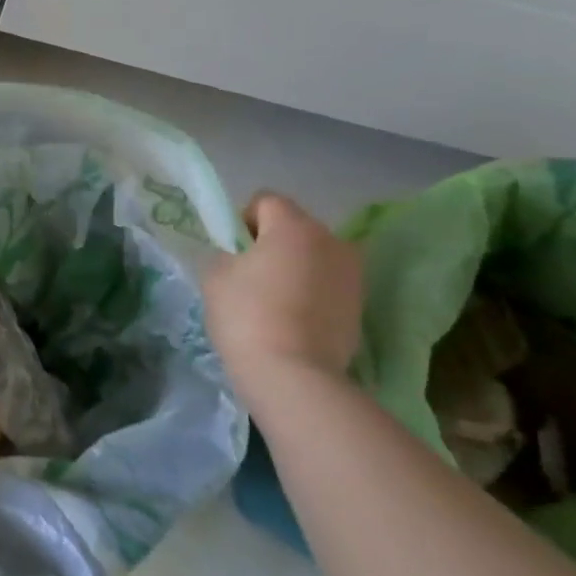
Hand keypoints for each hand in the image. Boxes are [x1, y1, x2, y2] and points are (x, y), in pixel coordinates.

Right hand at [204, 192, 362, 381]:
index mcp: (294, 226)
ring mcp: (353, 274)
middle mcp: (332, 240)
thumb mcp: (214, 276)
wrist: (294, 374)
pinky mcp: (361, 305)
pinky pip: (328, 284)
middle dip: (271, 244)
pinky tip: (292, 320)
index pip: (266, 201)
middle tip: (248, 277)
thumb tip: (235, 256)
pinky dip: (311, 293)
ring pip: (314, 256)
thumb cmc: (247, 315)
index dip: (242, 221)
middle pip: (294, 228)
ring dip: (295, 268)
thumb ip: (222, 254)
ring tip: (273, 302)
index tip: (231, 252)